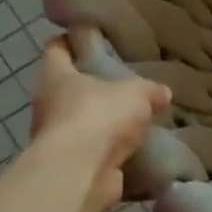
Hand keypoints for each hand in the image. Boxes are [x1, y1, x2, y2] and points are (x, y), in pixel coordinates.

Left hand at [29, 38, 170, 211]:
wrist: (81, 172)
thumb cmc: (99, 117)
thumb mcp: (135, 94)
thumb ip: (149, 90)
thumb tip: (162, 92)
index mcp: (56, 77)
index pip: (57, 50)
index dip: (71, 41)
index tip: (88, 39)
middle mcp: (48, 105)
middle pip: (67, 88)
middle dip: (92, 87)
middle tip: (121, 85)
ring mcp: (57, 138)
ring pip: (80, 122)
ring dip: (100, 123)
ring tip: (132, 121)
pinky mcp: (70, 165)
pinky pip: (92, 152)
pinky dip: (108, 151)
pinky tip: (131, 151)